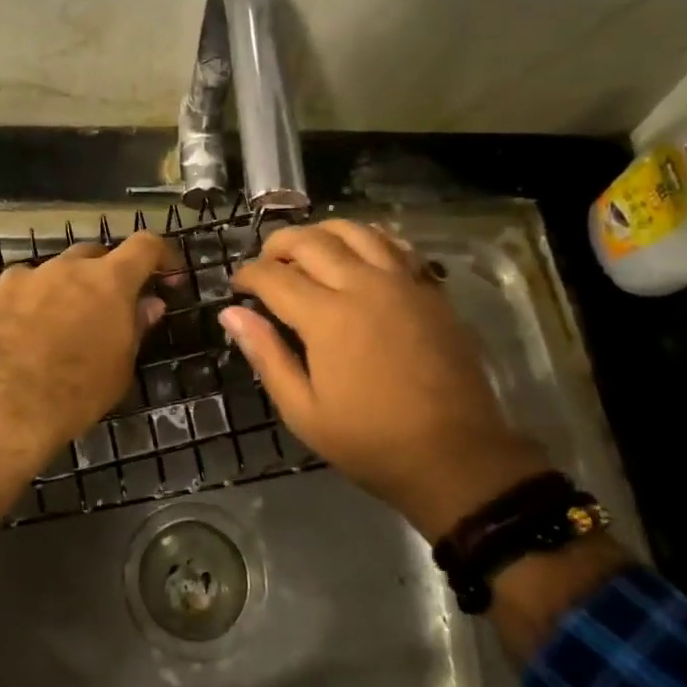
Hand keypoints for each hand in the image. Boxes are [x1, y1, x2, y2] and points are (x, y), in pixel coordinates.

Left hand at [0, 232, 174, 471]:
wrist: (4, 408)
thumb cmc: (77, 392)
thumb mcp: (120, 368)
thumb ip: (134, 328)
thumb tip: (149, 304)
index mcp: (107, 280)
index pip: (144, 246)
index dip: (160, 256)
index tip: (166, 275)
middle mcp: (63, 268)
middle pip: (90, 254)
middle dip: (102, 274)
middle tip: (105, 308)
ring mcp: (18, 279)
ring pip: (41, 271)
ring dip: (50, 288)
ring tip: (47, 321)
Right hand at [223, 220, 549, 540]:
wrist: (455, 456)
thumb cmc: (371, 441)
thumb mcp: (303, 411)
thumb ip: (266, 356)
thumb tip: (231, 314)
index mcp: (327, 317)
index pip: (274, 276)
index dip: (248, 275)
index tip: (237, 286)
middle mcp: (363, 286)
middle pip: (311, 241)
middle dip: (279, 245)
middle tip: (266, 263)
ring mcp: (402, 282)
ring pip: (355, 231)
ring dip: (322, 232)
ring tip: (308, 251)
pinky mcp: (430, 290)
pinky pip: (395, 245)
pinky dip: (368, 238)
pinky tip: (358, 253)